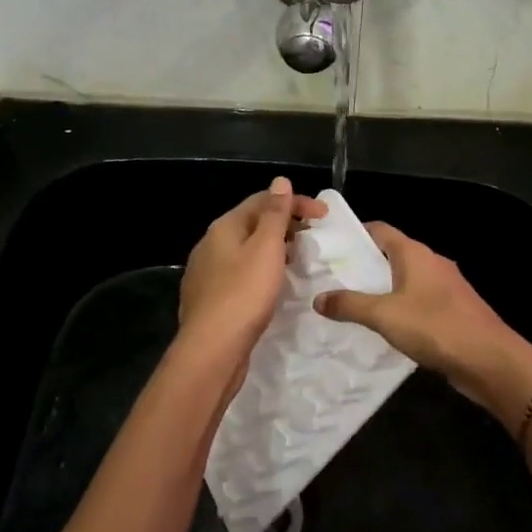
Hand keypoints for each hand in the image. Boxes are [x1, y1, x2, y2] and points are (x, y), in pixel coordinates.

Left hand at [177, 177, 326, 376]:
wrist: (211, 350)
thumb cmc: (244, 294)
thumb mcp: (266, 249)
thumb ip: (275, 214)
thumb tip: (279, 181)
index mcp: (224, 227)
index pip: (262, 201)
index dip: (295, 202)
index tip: (324, 216)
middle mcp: (210, 244)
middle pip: (252, 224)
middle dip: (284, 225)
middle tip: (312, 238)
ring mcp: (206, 273)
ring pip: (245, 250)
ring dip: (272, 249)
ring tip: (297, 261)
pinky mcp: (210, 299)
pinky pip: (239, 274)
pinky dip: (260, 271)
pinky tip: (272, 286)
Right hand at [314, 223, 531, 432]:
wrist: (490, 360)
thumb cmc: (435, 327)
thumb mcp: (384, 315)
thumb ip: (349, 305)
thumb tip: (318, 298)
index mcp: (415, 253)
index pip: (380, 230)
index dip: (355, 234)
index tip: (330, 247)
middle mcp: (431, 262)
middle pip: (392, 254)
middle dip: (364, 265)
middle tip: (333, 280)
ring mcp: (446, 286)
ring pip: (406, 279)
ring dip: (382, 288)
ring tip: (353, 304)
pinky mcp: (453, 310)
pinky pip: (419, 300)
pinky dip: (400, 306)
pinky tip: (386, 327)